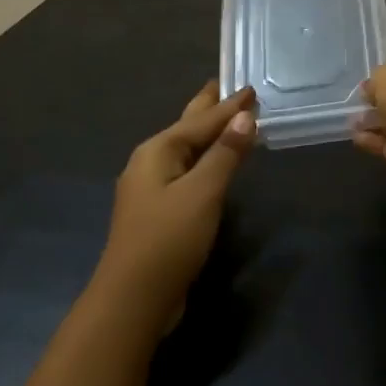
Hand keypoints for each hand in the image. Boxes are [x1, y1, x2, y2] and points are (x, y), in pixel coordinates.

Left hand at [100, 82, 256, 318]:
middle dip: (207, 109)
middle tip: (223, 85)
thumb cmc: (168, 239)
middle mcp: (150, 164)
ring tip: (225, 120)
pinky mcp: (159, 212)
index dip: (229, 106)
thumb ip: (225, 153)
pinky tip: (213, 165)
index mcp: (157, 152)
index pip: (201, 121)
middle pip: (186, 128)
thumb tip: (245, 117)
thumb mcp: (202, 192)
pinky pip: (187, 172)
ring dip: (207, 135)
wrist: (133, 299)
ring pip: (185, 151)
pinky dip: (204, 160)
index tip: (252, 88)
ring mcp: (151, 189)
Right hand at [352, 35, 385, 187]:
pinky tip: (360, 142)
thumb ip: (373, 85)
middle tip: (354, 111)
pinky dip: (381, 143)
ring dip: (377, 124)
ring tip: (351, 128)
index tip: (366, 86)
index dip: (385, 72)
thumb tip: (371, 93)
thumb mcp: (381, 76)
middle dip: (379, 103)